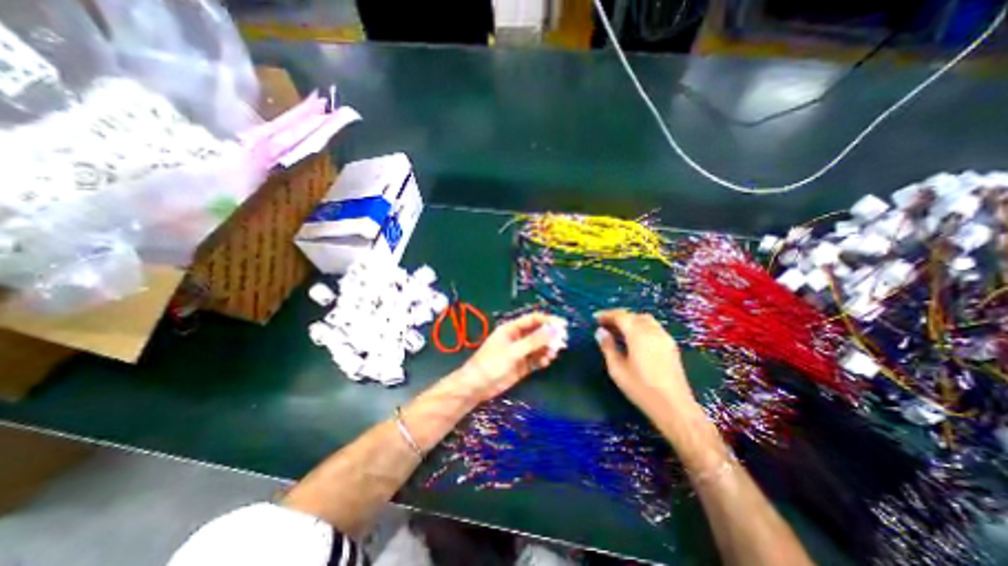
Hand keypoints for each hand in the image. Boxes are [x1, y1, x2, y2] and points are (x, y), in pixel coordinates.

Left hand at [456, 314, 569, 401]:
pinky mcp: (522, 365)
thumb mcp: (513, 351)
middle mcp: (517, 338)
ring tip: (553, 355)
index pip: (533, 319)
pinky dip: (542, 359)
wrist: (476, 387)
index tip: (564, 325)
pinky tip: (546, 362)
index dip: (549, 321)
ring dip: (547, 349)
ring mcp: (520, 352)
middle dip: (550, 336)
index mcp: (512, 328)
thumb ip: (534, 341)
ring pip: (539, 346)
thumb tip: (555, 329)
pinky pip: (536, 359)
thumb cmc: (492, 364)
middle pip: (538, 332)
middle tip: (562, 343)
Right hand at [591, 312, 698, 417]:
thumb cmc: (641, 389)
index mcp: (638, 335)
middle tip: (605, 324)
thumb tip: (600, 331)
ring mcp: (664, 338)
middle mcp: (653, 331)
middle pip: (634, 315)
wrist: (674, 407)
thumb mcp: (617, 369)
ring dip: (631, 320)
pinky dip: (641, 326)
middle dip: (619, 316)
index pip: (621, 316)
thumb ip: (608, 347)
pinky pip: (653, 327)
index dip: (607, 315)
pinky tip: (634, 339)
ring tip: (618, 330)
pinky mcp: (671, 346)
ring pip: (646, 320)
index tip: (595, 318)